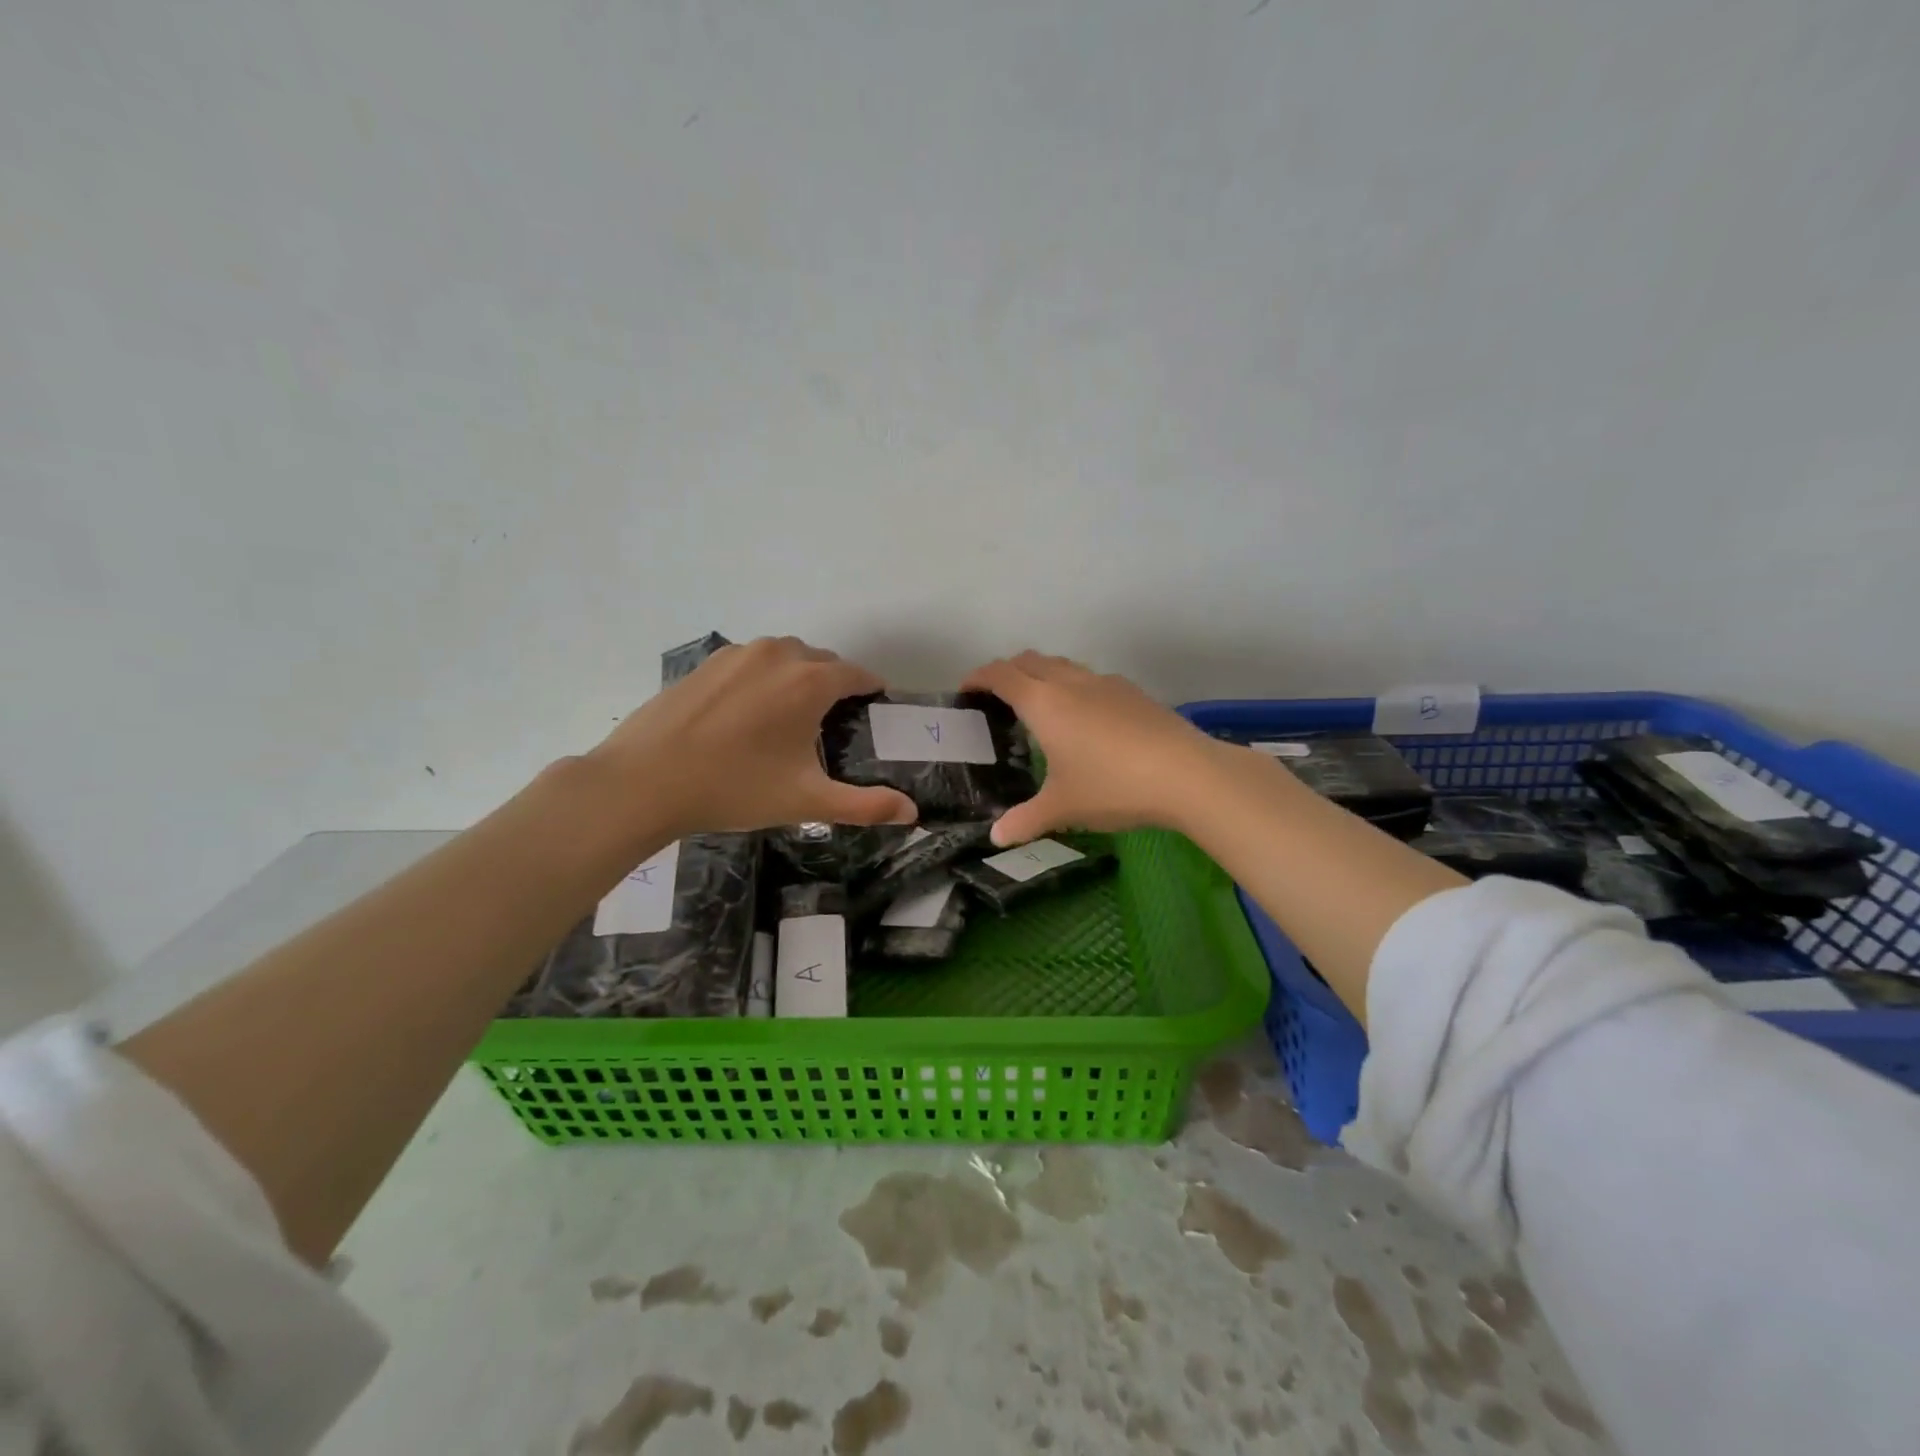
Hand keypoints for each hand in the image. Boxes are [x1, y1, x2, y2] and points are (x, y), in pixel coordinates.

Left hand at [590, 637, 917, 836]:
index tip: (873, 713)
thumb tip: (912, 813)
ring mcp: (738, 654)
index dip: (870, 692)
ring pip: (785, 657)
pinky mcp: (706, 663)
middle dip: (834, 686)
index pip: (857, 675)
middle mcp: (779, 654)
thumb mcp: (806, 801)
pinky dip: (763, 679)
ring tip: (789, 719)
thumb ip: (865, 805)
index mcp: (810, 681)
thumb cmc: (735, 787)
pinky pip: (752, 662)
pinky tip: (747, 716)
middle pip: (822, 662)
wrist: (644, 780)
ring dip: (797, 678)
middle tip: (830, 727)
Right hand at [961, 651, 1226, 845]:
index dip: (979, 677)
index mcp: (1044, 703)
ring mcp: (1105, 683)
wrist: (1187, 774)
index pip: (1001, 675)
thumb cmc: (1111, 786)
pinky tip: (1086, 721)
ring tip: (1040, 707)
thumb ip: (1025, 820)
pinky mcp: (1133, 692)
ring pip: (1063, 665)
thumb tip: (996, 837)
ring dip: (1042, 675)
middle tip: (997, 698)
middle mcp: (1071, 682)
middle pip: (1030, 660)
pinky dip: (1073, 687)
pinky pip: (1091, 679)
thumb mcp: (1062, 807)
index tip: (966, 689)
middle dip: (1008, 671)